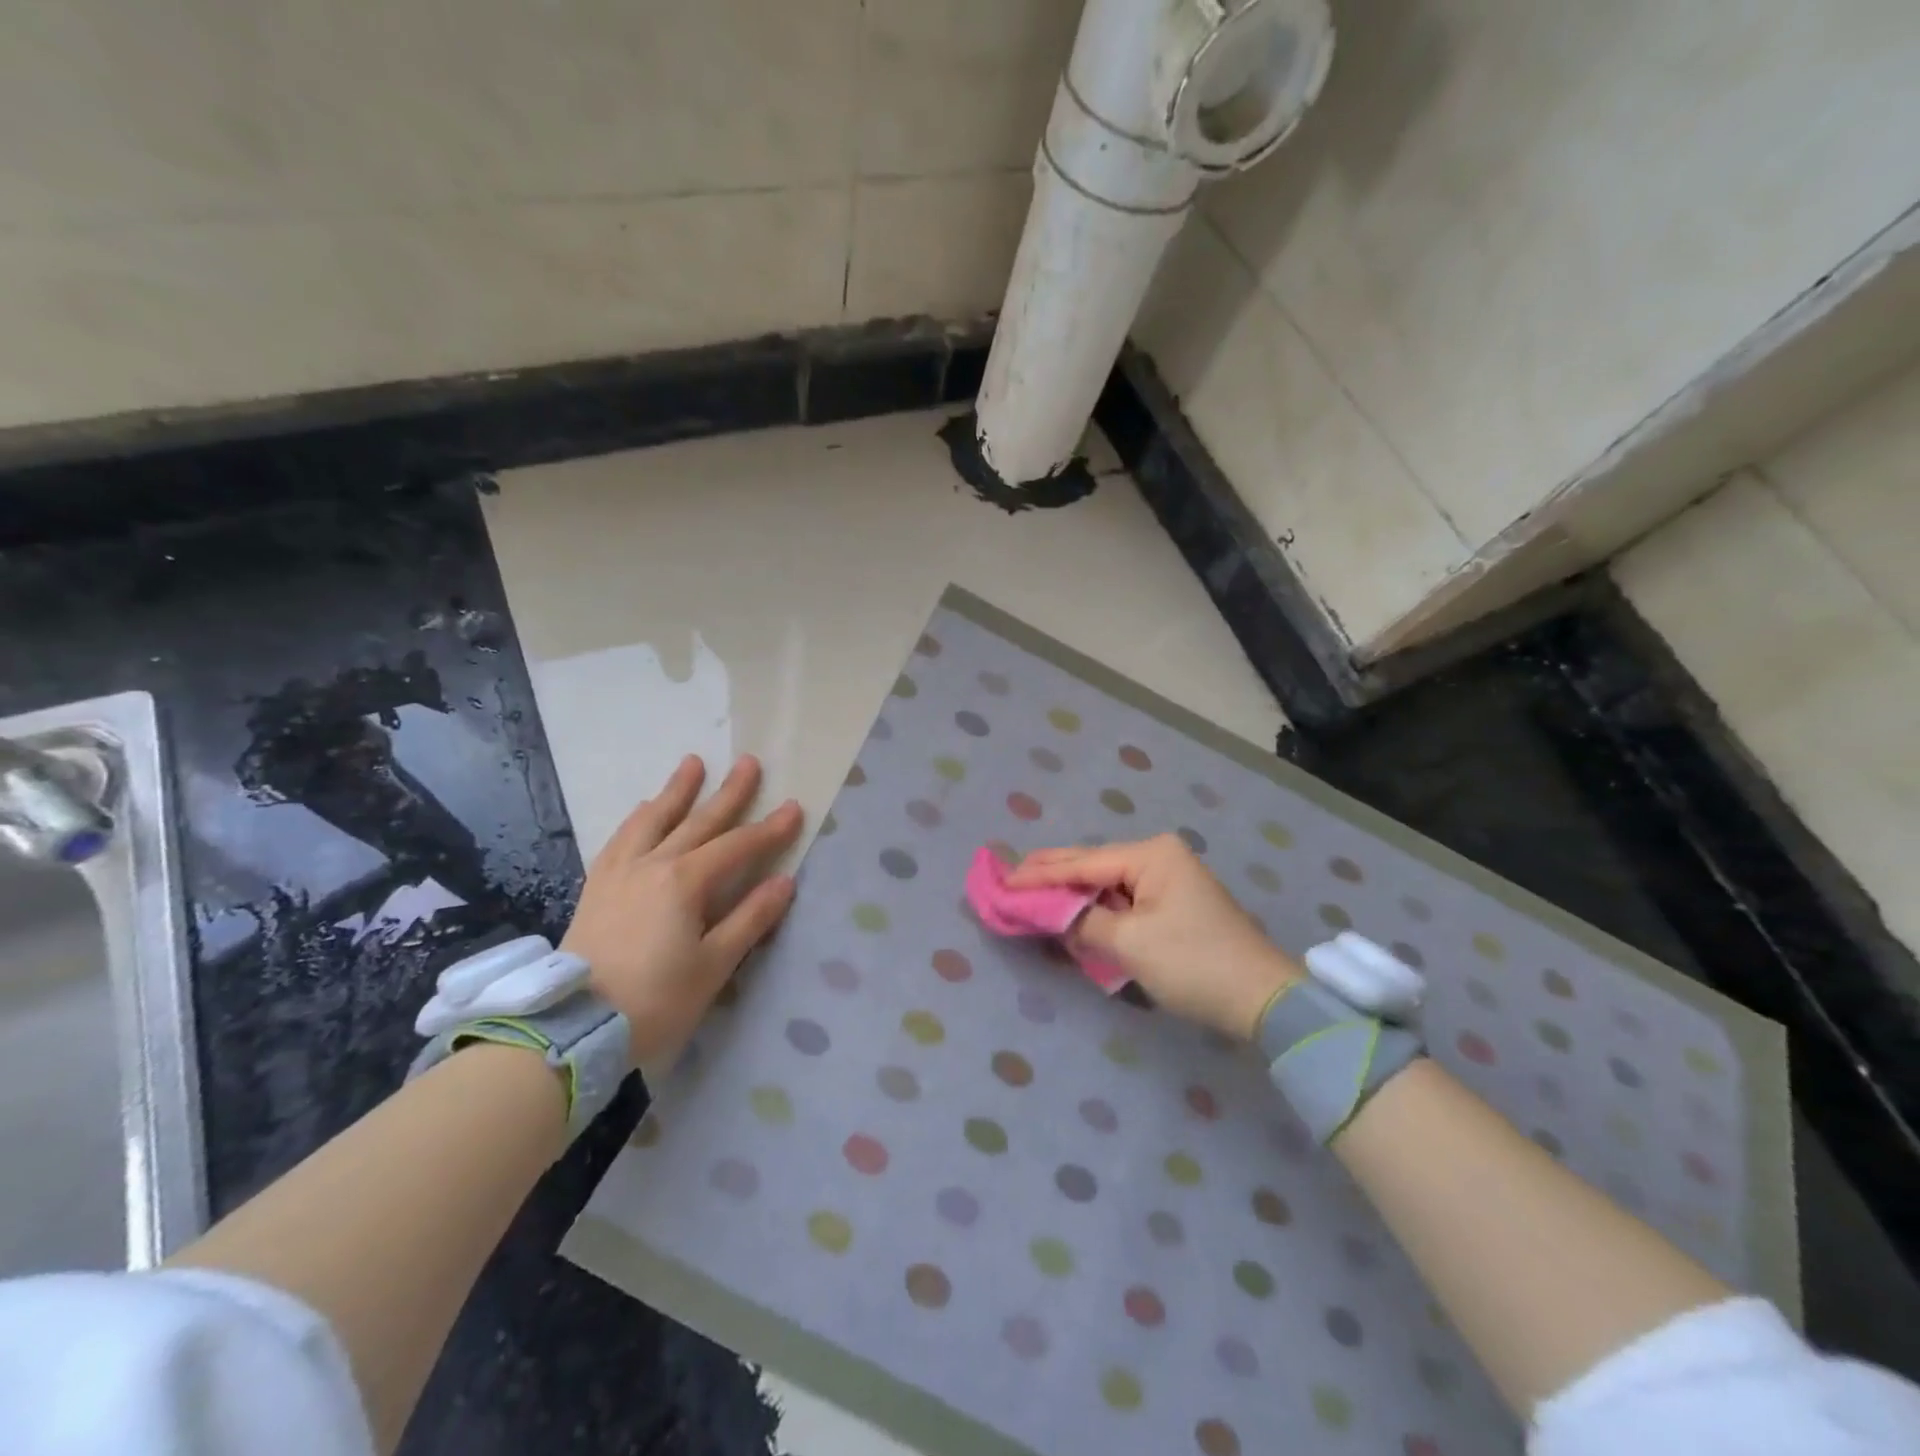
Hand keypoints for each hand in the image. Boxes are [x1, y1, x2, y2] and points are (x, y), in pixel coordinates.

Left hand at [561, 754, 802, 1067]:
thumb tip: (784, 882)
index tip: (793, 808)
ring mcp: (620, 872)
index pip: (737, 847)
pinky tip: (645, 809)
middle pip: (698, 821)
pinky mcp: (597, 886)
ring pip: (653, 820)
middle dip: (728, 792)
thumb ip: (750, 919)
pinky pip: (621, 837)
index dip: (769, 829)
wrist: (574, 1027)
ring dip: (677, 791)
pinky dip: (639, 817)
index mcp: (685, 883)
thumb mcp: (714, 966)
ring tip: (692, 764)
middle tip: (749, 762)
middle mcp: (652, 864)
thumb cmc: (655, 1001)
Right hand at [1006, 834, 1300, 1038]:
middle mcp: (1159, 857)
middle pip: (1093, 864)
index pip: (1082, 862)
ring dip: (1073, 893)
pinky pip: (1123, 900)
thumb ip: (1083, 922)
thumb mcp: (1130, 943)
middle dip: (1052, 875)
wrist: (1263, 999)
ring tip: (1032, 892)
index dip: (1039, 875)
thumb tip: (1052, 915)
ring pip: (1107, 883)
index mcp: (1151, 855)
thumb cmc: (1193, 962)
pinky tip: (1072, 911)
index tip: (1003, 882)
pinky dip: (1096, 909)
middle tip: (1009, 878)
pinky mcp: (1174, 905)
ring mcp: (1169, 880)